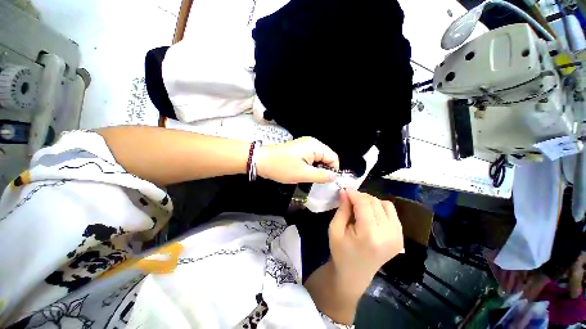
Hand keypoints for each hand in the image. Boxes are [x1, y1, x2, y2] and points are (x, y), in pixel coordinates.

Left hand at [256, 137, 339, 183]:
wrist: (261, 160)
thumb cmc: (282, 167)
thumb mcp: (303, 174)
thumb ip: (322, 176)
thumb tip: (335, 177)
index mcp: (315, 146)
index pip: (333, 158)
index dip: (332, 170)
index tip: (326, 182)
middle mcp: (312, 143)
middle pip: (327, 157)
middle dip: (324, 170)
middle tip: (316, 181)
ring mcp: (305, 145)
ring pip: (318, 159)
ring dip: (316, 169)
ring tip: (308, 177)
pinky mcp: (299, 149)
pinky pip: (311, 158)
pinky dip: (310, 166)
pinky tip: (303, 172)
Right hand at [328, 190, 403, 296]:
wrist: (355, 274)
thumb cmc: (340, 251)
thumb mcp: (335, 229)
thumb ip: (342, 208)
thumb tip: (345, 191)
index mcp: (369, 234)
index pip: (364, 204)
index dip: (353, 193)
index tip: (345, 189)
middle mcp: (388, 234)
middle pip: (375, 202)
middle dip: (360, 197)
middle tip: (349, 199)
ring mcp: (397, 236)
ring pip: (385, 204)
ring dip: (371, 202)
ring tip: (360, 207)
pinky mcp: (400, 237)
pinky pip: (391, 213)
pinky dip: (380, 208)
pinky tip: (370, 214)